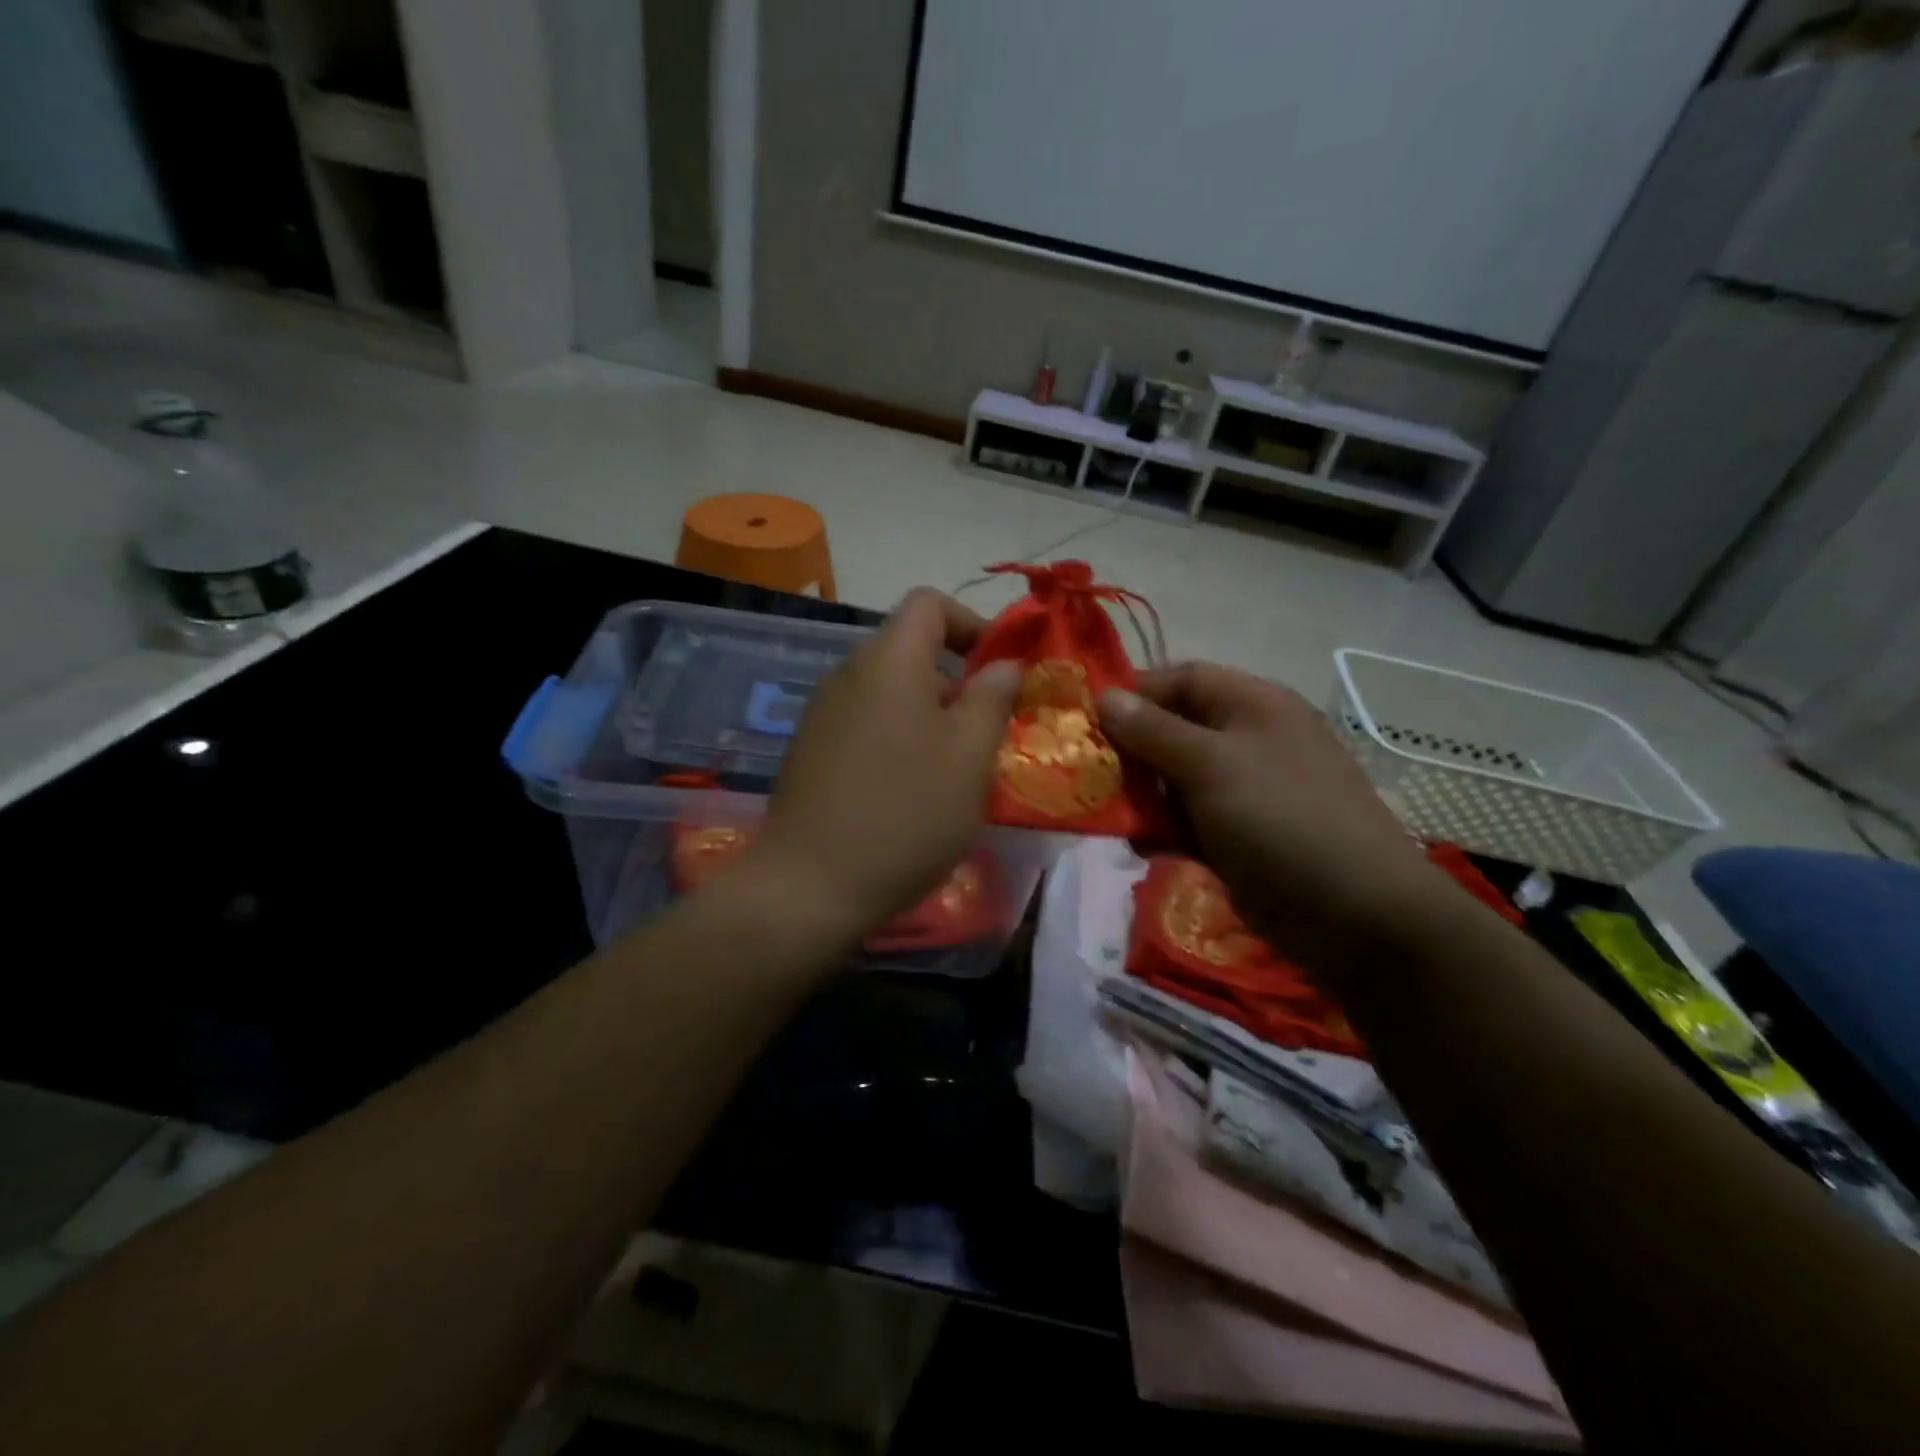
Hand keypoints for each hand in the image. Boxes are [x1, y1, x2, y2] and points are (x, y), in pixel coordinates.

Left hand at [748, 590, 1021, 941]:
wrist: (809, 885)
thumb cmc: (905, 814)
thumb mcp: (969, 756)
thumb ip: (992, 698)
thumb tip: (1005, 664)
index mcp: (888, 660)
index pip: (929, 603)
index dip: (973, 623)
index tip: (1001, 670)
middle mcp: (849, 673)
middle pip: (911, 649)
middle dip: (958, 680)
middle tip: (988, 731)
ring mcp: (824, 713)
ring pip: (891, 691)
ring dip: (931, 715)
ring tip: (955, 769)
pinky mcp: (812, 750)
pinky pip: (867, 723)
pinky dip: (899, 738)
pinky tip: (911, 790)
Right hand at [1099, 663, 1449, 981]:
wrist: (1357, 916)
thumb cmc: (1281, 821)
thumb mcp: (1211, 767)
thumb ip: (1154, 731)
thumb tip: (1106, 697)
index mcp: (1254, 706)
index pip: (1182, 679)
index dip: (1135, 695)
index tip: (1088, 723)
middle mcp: (1251, 740)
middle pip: (1175, 730)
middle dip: (1132, 754)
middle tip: (1093, 778)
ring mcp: (1249, 791)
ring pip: (1177, 780)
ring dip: (1145, 798)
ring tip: (1119, 821)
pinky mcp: (1243, 835)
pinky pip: (1191, 820)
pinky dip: (1166, 831)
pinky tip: (1149, 850)